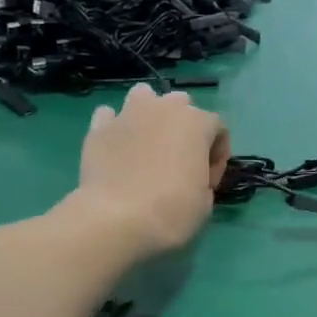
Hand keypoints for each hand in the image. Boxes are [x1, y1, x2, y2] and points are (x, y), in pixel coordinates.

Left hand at [75, 83, 228, 257]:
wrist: (116, 220)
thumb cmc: (172, 212)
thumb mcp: (205, 203)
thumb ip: (203, 179)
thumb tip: (191, 177)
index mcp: (196, 123)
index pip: (218, 129)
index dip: (218, 157)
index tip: (208, 184)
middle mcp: (163, 109)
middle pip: (182, 105)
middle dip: (184, 129)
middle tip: (180, 162)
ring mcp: (128, 114)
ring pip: (144, 96)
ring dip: (150, 114)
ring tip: (148, 143)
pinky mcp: (98, 128)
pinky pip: (109, 116)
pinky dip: (115, 127)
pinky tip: (117, 148)